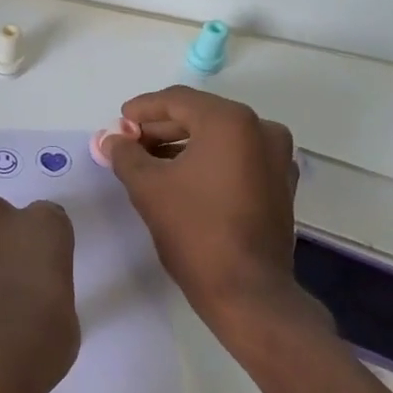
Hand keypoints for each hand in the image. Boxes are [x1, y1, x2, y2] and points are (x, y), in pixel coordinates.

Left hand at [0, 196, 80, 392]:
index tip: (41, 274)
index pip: (48, 220)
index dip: (43, 247)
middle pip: (0, 221)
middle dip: (1, 245)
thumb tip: (29, 307)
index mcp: (43, 228)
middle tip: (4, 289)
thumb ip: (47, 297)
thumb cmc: (33, 346)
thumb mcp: (63, 324)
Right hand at [103, 86, 301, 332]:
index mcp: (230, 121)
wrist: (247, 291)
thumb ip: (126, 155)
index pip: (177, 101)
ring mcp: (277, 157)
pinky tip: (182, 179)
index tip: (117, 123)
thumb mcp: (149, 188)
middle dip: (161, 129)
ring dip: (183, 145)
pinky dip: (209, 162)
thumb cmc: (195, 232)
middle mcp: (261, 129)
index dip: (142, 110)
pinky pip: (238, 159)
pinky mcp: (280, 184)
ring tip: (148, 163)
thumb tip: (112, 139)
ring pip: (220, 138)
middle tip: (128, 144)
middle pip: (200, 116)